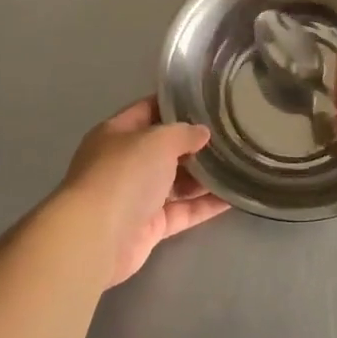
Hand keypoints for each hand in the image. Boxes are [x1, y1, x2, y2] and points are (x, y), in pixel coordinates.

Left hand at [57, 98, 228, 284]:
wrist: (97, 237)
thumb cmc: (124, 174)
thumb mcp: (158, 139)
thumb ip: (184, 133)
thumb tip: (202, 133)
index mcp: (116, 134)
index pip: (148, 110)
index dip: (176, 104)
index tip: (208, 101)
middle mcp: (124, 163)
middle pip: (164, 149)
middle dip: (194, 143)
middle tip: (231, 134)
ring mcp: (136, 197)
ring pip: (176, 182)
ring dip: (204, 176)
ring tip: (238, 164)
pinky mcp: (150, 227)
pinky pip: (182, 211)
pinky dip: (205, 205)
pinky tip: (233, 197)